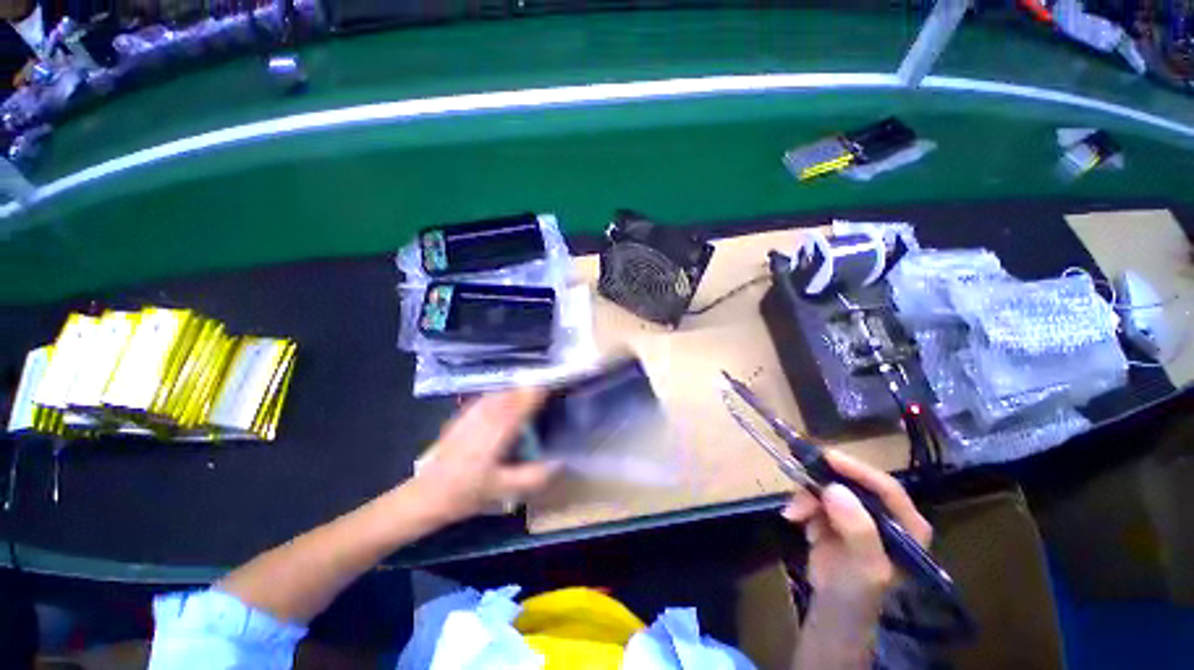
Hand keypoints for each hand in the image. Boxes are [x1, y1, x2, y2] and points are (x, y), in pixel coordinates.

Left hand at [411, 388, 560, 523]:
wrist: (426, 495)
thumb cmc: (466, 492)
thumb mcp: (504, 489)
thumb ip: (536, 475)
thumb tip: (563, 462)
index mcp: (500, 425)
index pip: (529, 394)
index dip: (547, 388)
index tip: (563, 389)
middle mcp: (488, 410)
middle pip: (518, 388)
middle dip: (536, 389)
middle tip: (552, 399)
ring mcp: (475, 409)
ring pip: (505, 390)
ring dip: (521, 392)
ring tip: (535, 402)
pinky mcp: (466, 413)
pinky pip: (493, 396)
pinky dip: (506, 397)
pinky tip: (510, 409)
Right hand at [781, 450, 931, 612]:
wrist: (832, 607)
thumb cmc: (858, 592)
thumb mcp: (865, 568)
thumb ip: (858, 531)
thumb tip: (834, 489)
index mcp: (907, 525)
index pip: (886, 488)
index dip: (857, 470)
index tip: (826, 457)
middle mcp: (883, 513)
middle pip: (853, 482)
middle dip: (823, 483)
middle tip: (799, 484)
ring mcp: (857, 512)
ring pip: (828, 486)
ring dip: (807, 496)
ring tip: (794, 515)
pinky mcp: (833, 513)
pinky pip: (814, 495)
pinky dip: (801, 503)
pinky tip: (796, 519)